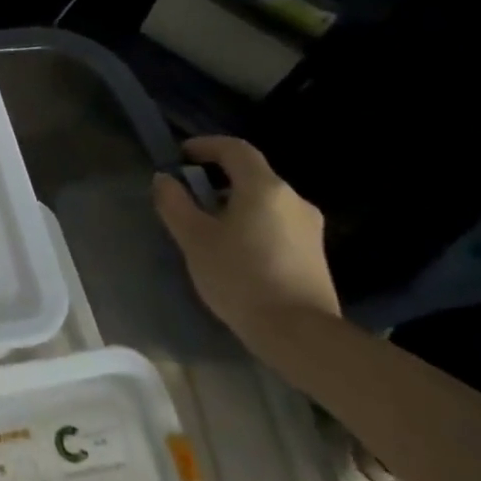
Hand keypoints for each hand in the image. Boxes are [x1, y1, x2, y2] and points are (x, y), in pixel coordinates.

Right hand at [152, 136, 339, 350]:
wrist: (301, 335)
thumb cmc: (240, 277)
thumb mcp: (194, 238)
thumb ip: (174, 203)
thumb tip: (165, 180)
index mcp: (265, 188)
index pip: (234, 149)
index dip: (205, 146)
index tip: (180, 156)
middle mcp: (293, 200)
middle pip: (251, 175)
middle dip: (216, 179)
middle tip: (188, 197)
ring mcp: (309, 228)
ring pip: (264, 201)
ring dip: (234, 203)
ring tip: (207, 227)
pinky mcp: (314, 253)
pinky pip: (276, 223)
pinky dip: (251, 223)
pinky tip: (234, 250)